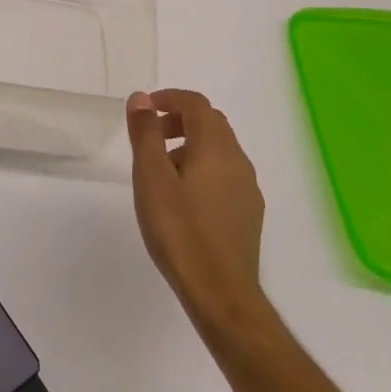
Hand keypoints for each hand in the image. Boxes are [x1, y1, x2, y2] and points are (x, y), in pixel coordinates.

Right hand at [126, 89, 269, 338]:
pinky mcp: (249, 214)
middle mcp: (238, 161)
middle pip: (211, 123)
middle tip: (149, 137)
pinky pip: (225, 174)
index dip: (170, 98)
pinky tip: (183, 198)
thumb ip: (145, 133)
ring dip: (191, 145)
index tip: (144, 109)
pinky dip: (203, 168)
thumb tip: (142, 98)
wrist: (220, 293)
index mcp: (216, 148)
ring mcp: (248, 190)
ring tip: (161, 171)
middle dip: (179, 120)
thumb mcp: (151, 177)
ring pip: (220, 150)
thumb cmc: (179, 230)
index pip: (196, 104)